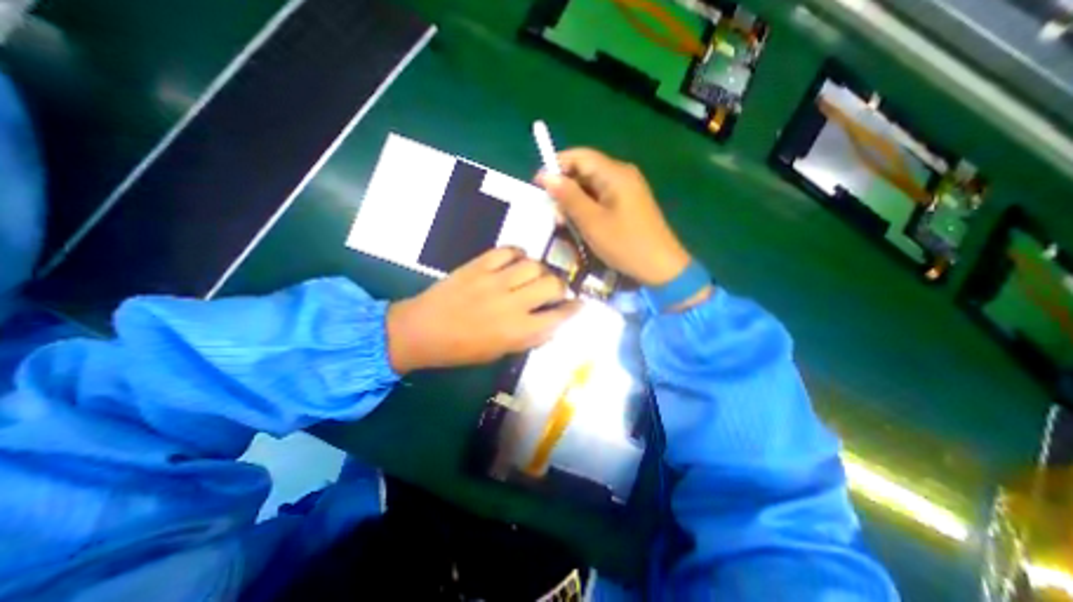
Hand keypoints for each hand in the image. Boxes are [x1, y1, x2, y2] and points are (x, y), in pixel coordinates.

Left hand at [386, 247, 579, 370]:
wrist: (422, 330)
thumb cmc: (461, 349)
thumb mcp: (499, 352)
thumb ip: (528, 336)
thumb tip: (550, 324)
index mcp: (517, 331)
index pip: (558, 317)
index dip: (573, 309)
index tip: (579, 304)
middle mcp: (511, 304)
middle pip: (552, 284)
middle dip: (560, 286)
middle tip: (554, 289)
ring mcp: (495, 281)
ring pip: (534, 265)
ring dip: (540, 270)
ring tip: (533, 275)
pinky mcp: (479, 265)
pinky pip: (508, 250)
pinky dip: (518, 254)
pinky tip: (516, 261)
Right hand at [537, 145, 697, 287]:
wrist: (660, 268)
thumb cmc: (625, 244)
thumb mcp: (592, 222)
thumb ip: (569, 197)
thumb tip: (546, 176)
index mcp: (615, 173)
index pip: (579, 156)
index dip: (556, 166)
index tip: (538, 185)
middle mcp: (622, 175)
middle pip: (585, 170)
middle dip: (565, 187)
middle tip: (552, 211)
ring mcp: (626, 189)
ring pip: (591, 186)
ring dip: (574, 200)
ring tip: (564, 222)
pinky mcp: (627, 204)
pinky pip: (601, 198)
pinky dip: (586, 207)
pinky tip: (580, 224)